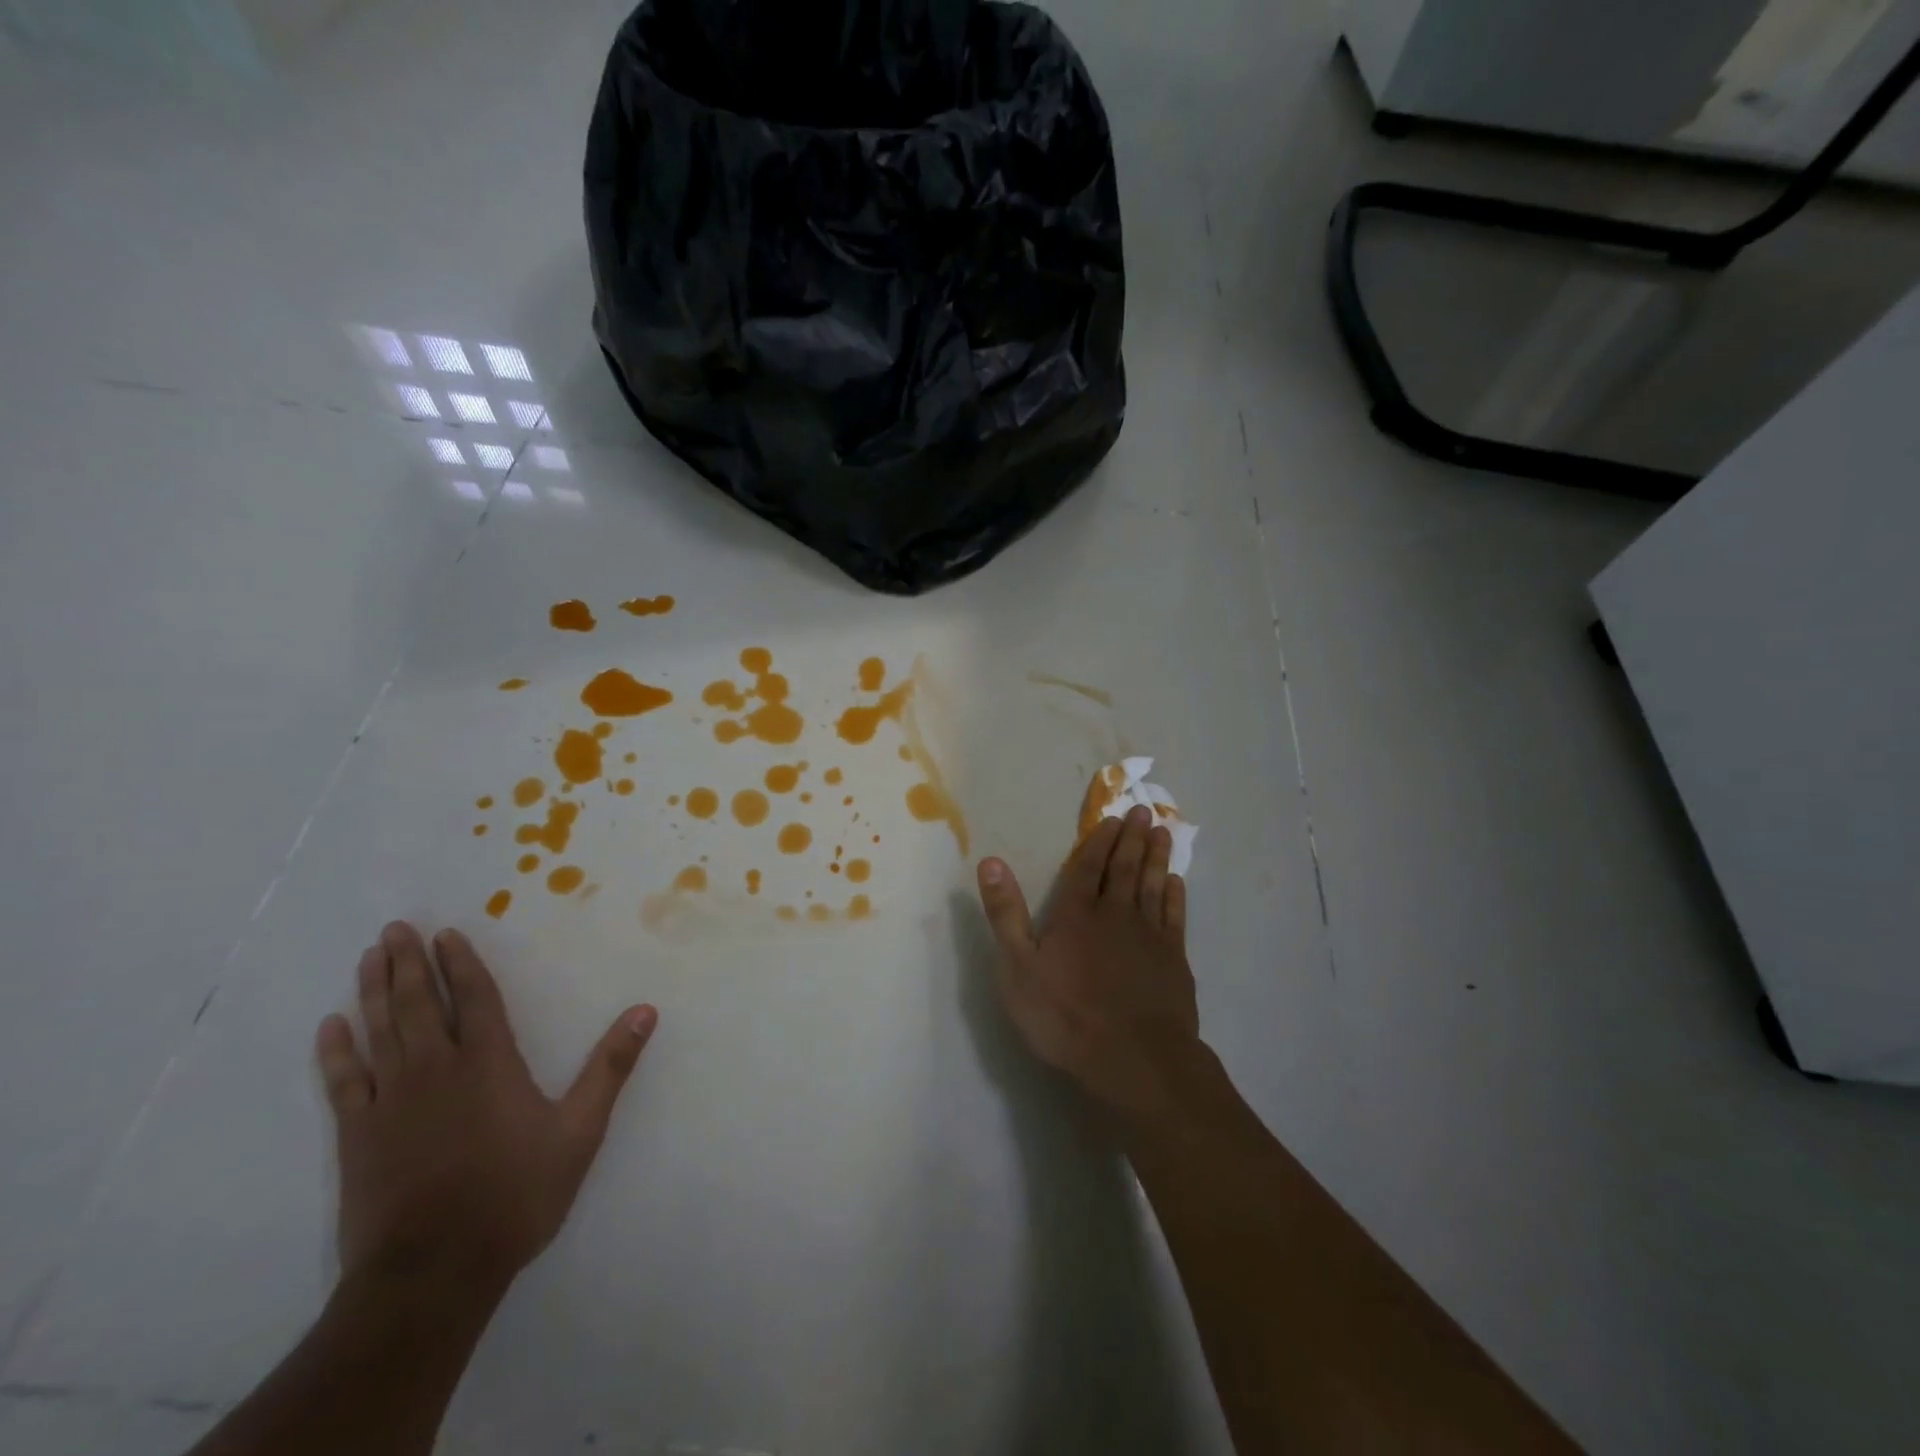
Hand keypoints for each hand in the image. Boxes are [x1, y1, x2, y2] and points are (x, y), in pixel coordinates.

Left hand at [314, 922, 657, 1290]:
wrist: (433, 1272)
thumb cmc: (515, 1194)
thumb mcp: (580, 1131)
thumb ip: (611, 1067)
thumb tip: (646, 1010)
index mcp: (489, 1063)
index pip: (474, 998)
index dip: (461, 964)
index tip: (446, 933)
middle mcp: (436, 1069)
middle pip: (419, 1004)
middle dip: (409, 963)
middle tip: (396, 928)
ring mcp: (390, 1101)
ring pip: (379, 1031)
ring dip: (374, 990)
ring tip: (370, 956)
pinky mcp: (357, 1135)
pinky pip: (343, 1081)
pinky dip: (336, 1051)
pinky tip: (330, 1026)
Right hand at [976, 805, 1199, 1118]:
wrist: (1133, 1059)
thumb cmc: (1066, 1016)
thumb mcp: (1017, 968)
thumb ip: (1005, 913)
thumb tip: (991, 861)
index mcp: (1075, 914)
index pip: (1087, 867)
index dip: (1099, 841)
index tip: (1112, 819)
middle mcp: (1115, 914)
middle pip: (1124, 868)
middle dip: (1131, 838)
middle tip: (1143, 811)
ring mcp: (1149, 935)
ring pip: (1153, 884)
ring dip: (1156, 857)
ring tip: (1162, 832)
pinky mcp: (1174, 959)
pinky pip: (1175, 916)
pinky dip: (1175, 896)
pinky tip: (1176, 883)